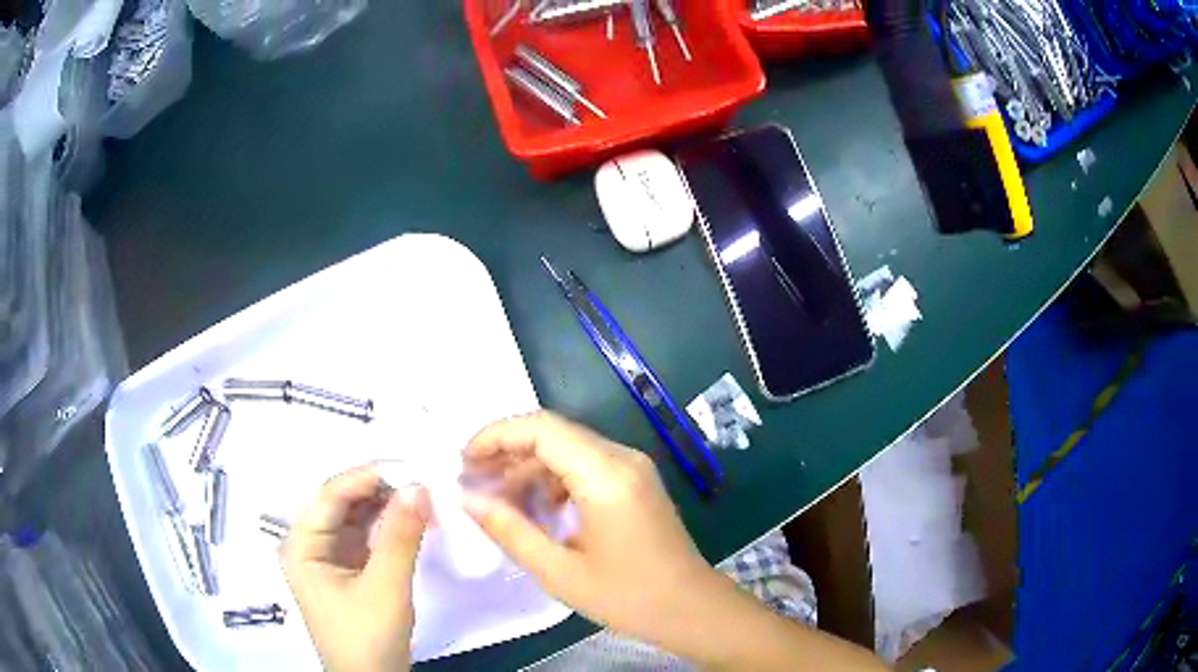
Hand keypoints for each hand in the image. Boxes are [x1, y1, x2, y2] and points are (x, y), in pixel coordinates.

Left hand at [280, 465, 431, 671]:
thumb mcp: (385, 587)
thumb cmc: (368, 637)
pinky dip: (388, 526)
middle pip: (341, 503)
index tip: (408, 465)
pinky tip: (411, 517)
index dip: (366, 476)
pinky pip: (366, 536)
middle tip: (421, 477)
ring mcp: (328, 557)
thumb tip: (419, 486)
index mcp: (301, 545)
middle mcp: (309, 544)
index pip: (330, 496)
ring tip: (421, 494)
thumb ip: (400, 536)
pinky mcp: (348, 569)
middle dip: (379, 489)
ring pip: (356, 518)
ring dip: (386, 506)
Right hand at [461, 412, 727, 652]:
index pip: (541, 428)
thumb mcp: (559, 571)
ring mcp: (633, 467)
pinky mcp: (636, 481)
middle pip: (554, 432)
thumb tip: (468, 499)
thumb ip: (510, 530)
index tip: (463, 462)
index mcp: (606, 476)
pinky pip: (586, 464)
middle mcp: (622, 458)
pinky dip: (553, 477)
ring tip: (497, 497)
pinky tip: (536, 507)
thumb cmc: (627, 596)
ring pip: (568, 447)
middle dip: (507, 450)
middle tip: (472, 481)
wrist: (691, 608)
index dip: (496, 436)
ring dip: (529, 465)